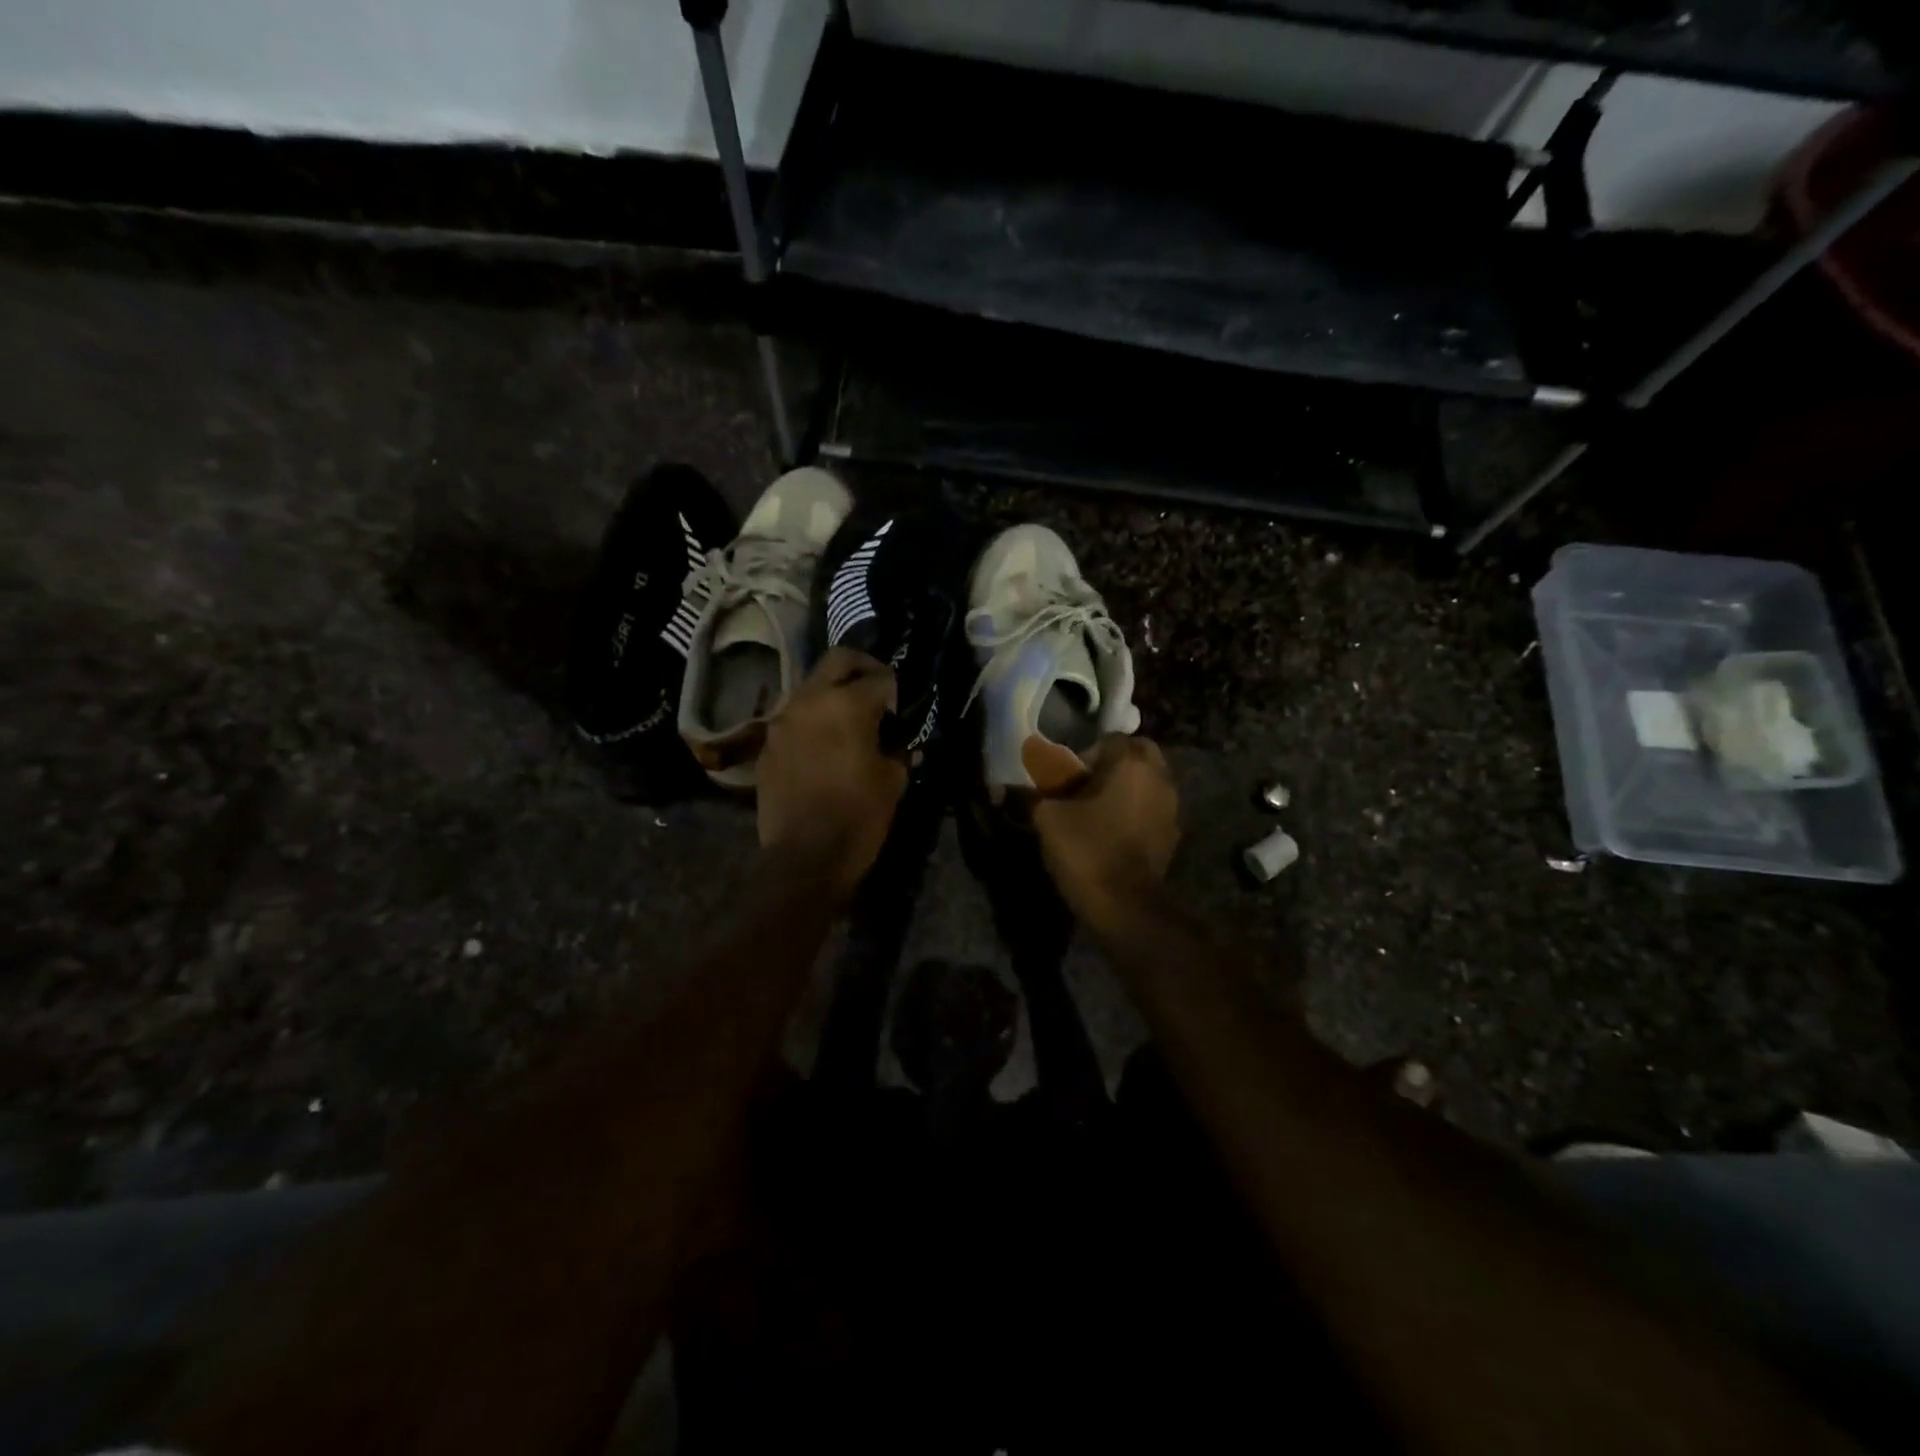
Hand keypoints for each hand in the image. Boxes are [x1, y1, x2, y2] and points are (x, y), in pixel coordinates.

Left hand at [757, 648, 908, 898]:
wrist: (805, 857)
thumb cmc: (858, 817)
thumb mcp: (893, 781)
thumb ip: (897, 749)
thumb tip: (897, 741)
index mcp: (847, 705)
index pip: (879, 677)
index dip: (895, 690)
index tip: (900, 708)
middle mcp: (810, 700)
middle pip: (838, 661)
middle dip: (861, 669)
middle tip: (876, 691)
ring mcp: (783, 720)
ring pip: (812, 687)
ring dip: (832, 694)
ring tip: (848, 721)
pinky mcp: (768, 744)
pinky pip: (794, 718)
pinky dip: (812, 721)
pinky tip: (824, 747)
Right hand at [1026, 734, 1178, 930]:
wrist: (1125, 907)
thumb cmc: (1087, 850)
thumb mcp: (1048, 818)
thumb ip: (1032, 794)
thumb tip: (1005, 787)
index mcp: (1132, 763)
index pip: (1110, 739)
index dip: (1085, 755)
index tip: (1067, 779)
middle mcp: (1159, 778)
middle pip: (1137, 755)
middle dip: (1113, 765)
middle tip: (1084, 787)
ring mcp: (1171, 807)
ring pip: (1148, 781)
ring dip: (1126, 788)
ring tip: (1097, 810)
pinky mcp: (1172, 835)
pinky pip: (1152, 808)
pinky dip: (1136, 812)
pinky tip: (1113, 832)